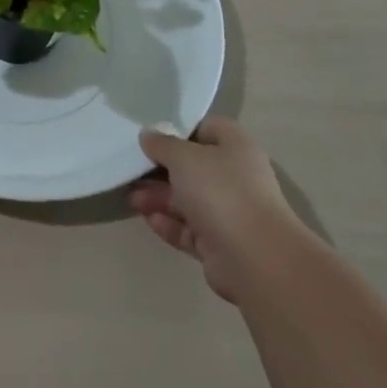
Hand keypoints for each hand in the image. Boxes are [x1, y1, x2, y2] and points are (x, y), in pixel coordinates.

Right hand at [131, 117, 296, 300]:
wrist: (256, 259)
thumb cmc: (221, 192)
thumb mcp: (184, 157)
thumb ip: (162, 144)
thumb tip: (149, 136)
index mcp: (235, 147)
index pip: (205, 128)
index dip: (177, 129)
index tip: (149, 134)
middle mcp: (234, 177)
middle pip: (191, 167)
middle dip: (159, 169)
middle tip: (130, 169)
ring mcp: (228, 212)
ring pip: (186, 199)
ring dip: (158, 198)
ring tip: (131, 199)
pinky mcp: (219, 243)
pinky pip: (188, 228)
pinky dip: (168, 223)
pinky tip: (148, 219)